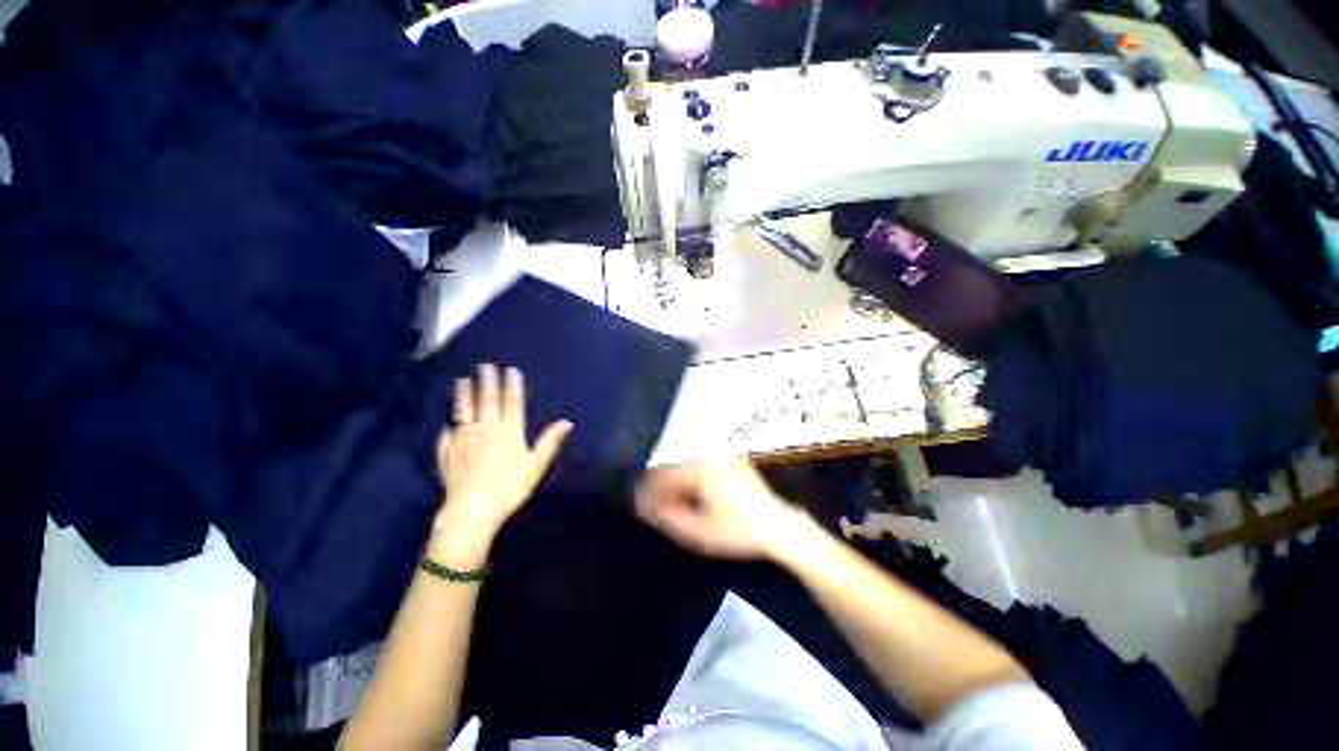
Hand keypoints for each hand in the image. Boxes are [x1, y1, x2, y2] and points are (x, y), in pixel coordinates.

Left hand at [434, 364, 572, 541]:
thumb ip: (549, 442)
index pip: (511, 402)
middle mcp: (484, 430)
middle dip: (486, 382)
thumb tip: (566, 422)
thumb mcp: (536, 465)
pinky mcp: (448, 454)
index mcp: (508, 431)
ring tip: (461, 382)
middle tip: (484, 366)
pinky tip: (447, 425)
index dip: (512, 385)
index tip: (511, 370)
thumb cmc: (509, 487)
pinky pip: (448, 437)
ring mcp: (463, 441)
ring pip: (463, 413)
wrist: (472, 510)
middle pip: (485, 401)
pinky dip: (449, 428)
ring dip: (463, 396)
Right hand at [634, 459, 810, 560]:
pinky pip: (698, 465)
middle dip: (659, 488)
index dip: (647, 492)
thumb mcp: (699, 532)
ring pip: (684, 465)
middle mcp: (709, 454)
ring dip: (673, 484)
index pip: (663, 475)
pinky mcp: (728, 459)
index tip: (638, 508)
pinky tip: (688, 497)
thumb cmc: (738, 531)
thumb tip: (645, 507)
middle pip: (672, 467)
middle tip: (651, 509)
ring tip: (668, 506)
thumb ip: (667, 518)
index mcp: (701, 467)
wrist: (778, 525)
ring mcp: (720, 455)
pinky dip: (688, 480)